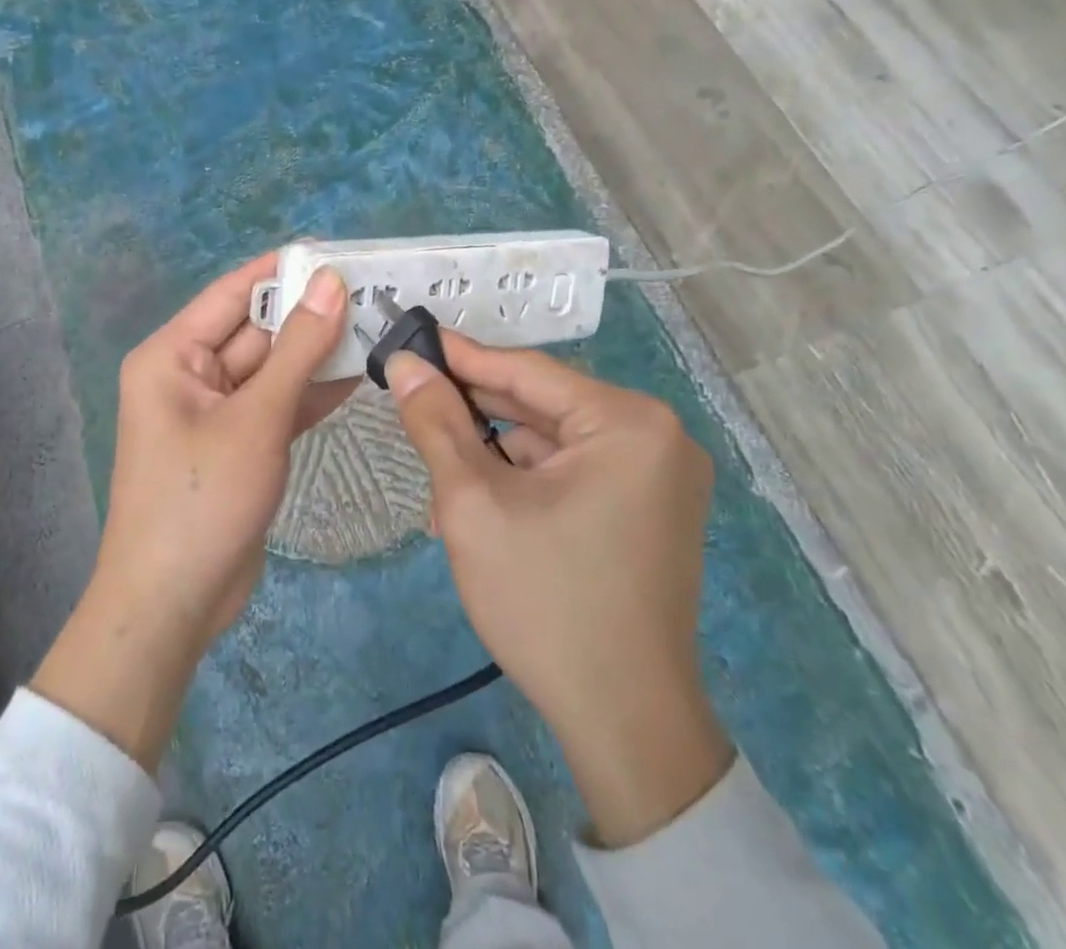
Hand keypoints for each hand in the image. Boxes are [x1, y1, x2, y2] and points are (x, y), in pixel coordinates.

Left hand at [33, 255, 352, 770]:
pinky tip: (358, 375)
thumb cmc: (202, 498)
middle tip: (374, 291)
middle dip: (309, 315)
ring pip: (272, 369)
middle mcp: (190, 375)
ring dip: (317, 354)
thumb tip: (330, 282)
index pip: (233, 293)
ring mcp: (217, 413)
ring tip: (377, 326)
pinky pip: (277, 405)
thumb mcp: (256, 417)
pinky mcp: (240, 445)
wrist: (174, 606)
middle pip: (257, 331)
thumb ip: (298, 349)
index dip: (282, 270)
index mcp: (173, 355)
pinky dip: (311, 393)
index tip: (337, 252)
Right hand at [388, 336, 733, 846]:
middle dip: (476, 412)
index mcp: (629, 422)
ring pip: (555, 440)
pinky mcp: (650, 508)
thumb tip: (405, 364)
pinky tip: (483, 500)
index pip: (528, 370)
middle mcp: (657, 436)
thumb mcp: (474, 503)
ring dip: (497, 453)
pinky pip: (575, 470)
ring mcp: (660, 475)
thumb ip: (436, 422)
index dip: (462, 357)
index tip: (410, 340)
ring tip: (441, 470)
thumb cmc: (545, 602)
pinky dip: (527, 479)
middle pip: (543, 404)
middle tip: (414, 400)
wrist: (624, 724)